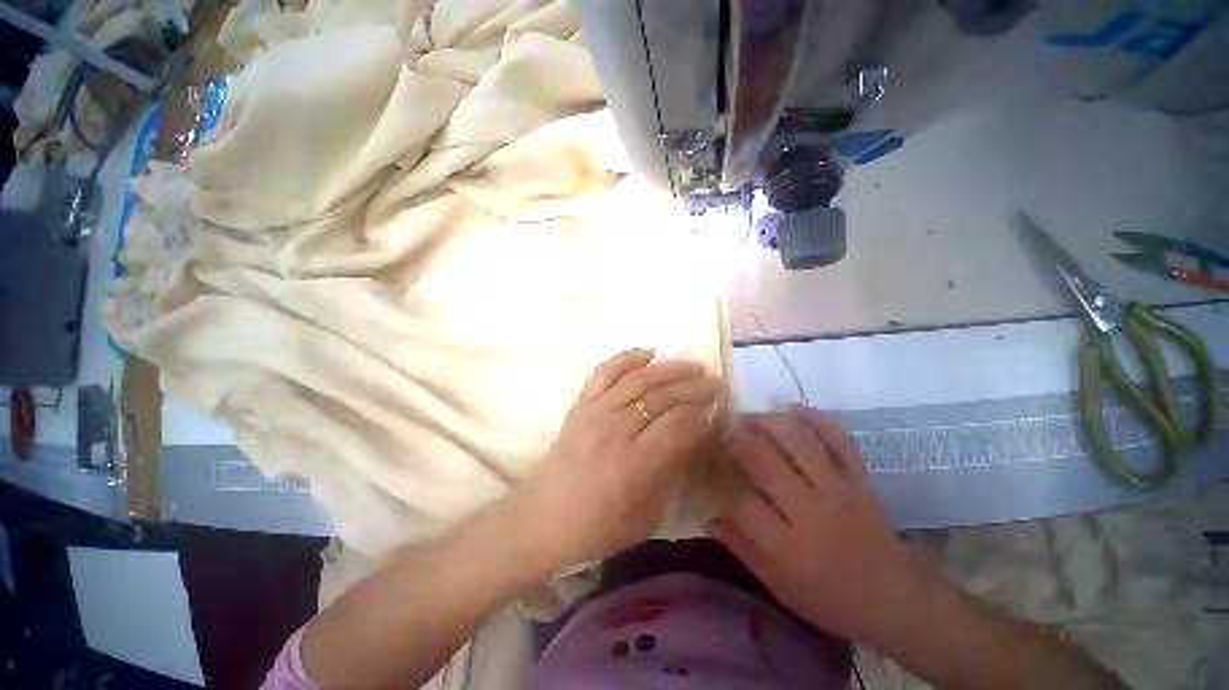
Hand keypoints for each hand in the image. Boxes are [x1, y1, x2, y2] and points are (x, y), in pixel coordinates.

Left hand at [509, 349, 721, 573]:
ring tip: (692, 366)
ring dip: (670, 369)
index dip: (703, 416)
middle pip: (662, 398)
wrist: (541, 519)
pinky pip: (605, 371)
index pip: (679, 426)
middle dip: (694, 388)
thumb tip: (694, 439)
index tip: (719, 411)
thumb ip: (672, 473)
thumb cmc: (597, 527)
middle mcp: (614, 431)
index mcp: (633, 465)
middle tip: (714, 383)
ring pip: (639, 379)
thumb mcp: (647, 514)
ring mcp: (594, 412)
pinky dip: (627, 357)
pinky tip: (649, 353)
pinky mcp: (580, 404)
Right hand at [711, 405, 933, 642]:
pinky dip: (818, 419)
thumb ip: (744, 551)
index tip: (710, 465)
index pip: (742, 502)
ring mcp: (838, 490)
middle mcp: (810, 511)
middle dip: (738, 441)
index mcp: (788, 546)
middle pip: (765, 463)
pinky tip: (794, 407)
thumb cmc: (833, 601)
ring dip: (768, 423)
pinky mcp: (860, 479)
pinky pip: (840, 441)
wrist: (898, 601)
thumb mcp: (781, 587)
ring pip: (798, 444)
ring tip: (749, 417)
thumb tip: (710, 517)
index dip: (721, 480)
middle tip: (723, 431)